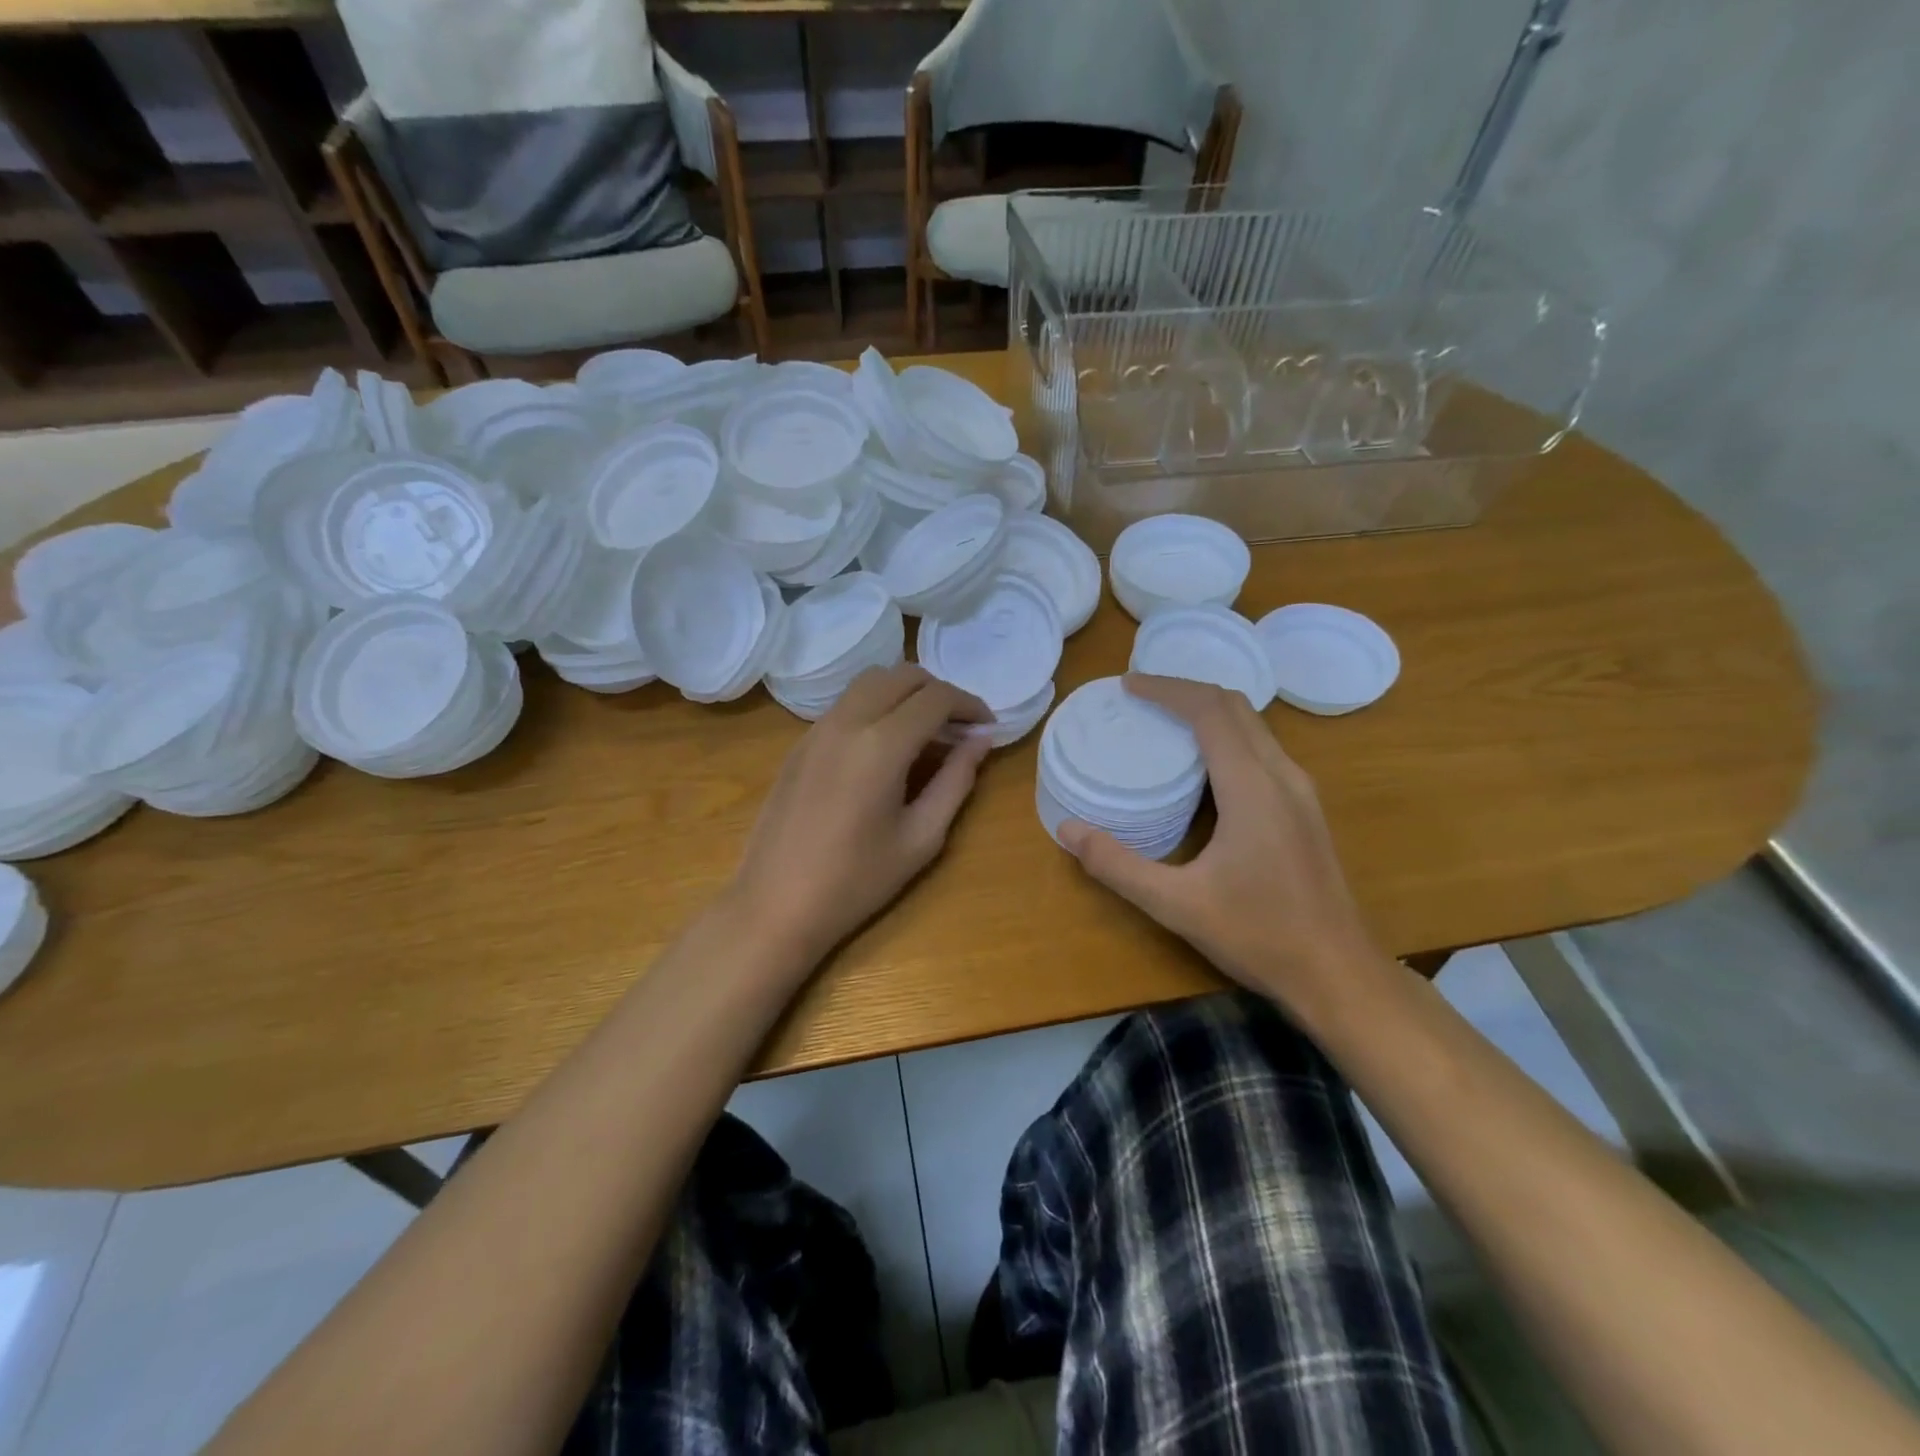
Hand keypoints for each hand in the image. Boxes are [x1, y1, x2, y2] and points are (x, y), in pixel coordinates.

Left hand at [727, 664, 991, 967]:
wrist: (774, 904)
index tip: (987, 727)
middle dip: (939, 690)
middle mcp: (847, 722)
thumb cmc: (856, 881)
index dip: (970, 705)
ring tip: (926, 731)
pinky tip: (885, 747)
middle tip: (959, 726)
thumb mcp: (921, 837)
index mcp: (881, 745)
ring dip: (905, 693)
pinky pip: (846, 704)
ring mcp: (817, 729)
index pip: (936, 697)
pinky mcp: (799, 744)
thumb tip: (981, 740)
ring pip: (870, 682)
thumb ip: (956, 781)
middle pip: (902, 675)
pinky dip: (876, 706)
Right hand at [1058, 673, 1381, 1007]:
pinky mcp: (1305, 808)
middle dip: (1185, 691)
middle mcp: (1282, 775)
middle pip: (1234, 706)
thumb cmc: (1259, 935)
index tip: (1128, 685)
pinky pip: (1263, 748)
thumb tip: (1067, 830)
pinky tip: (1202, 765)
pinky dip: (1227, 735)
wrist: (1338, 974)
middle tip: (1140, 697)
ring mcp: (1301, 790)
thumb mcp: (1176, 905)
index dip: (1167, 689)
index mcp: (1252, 786)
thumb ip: (1117, 865)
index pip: (1209, 709)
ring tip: (1165, 720)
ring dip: (1209, 710)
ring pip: (1253, 725)